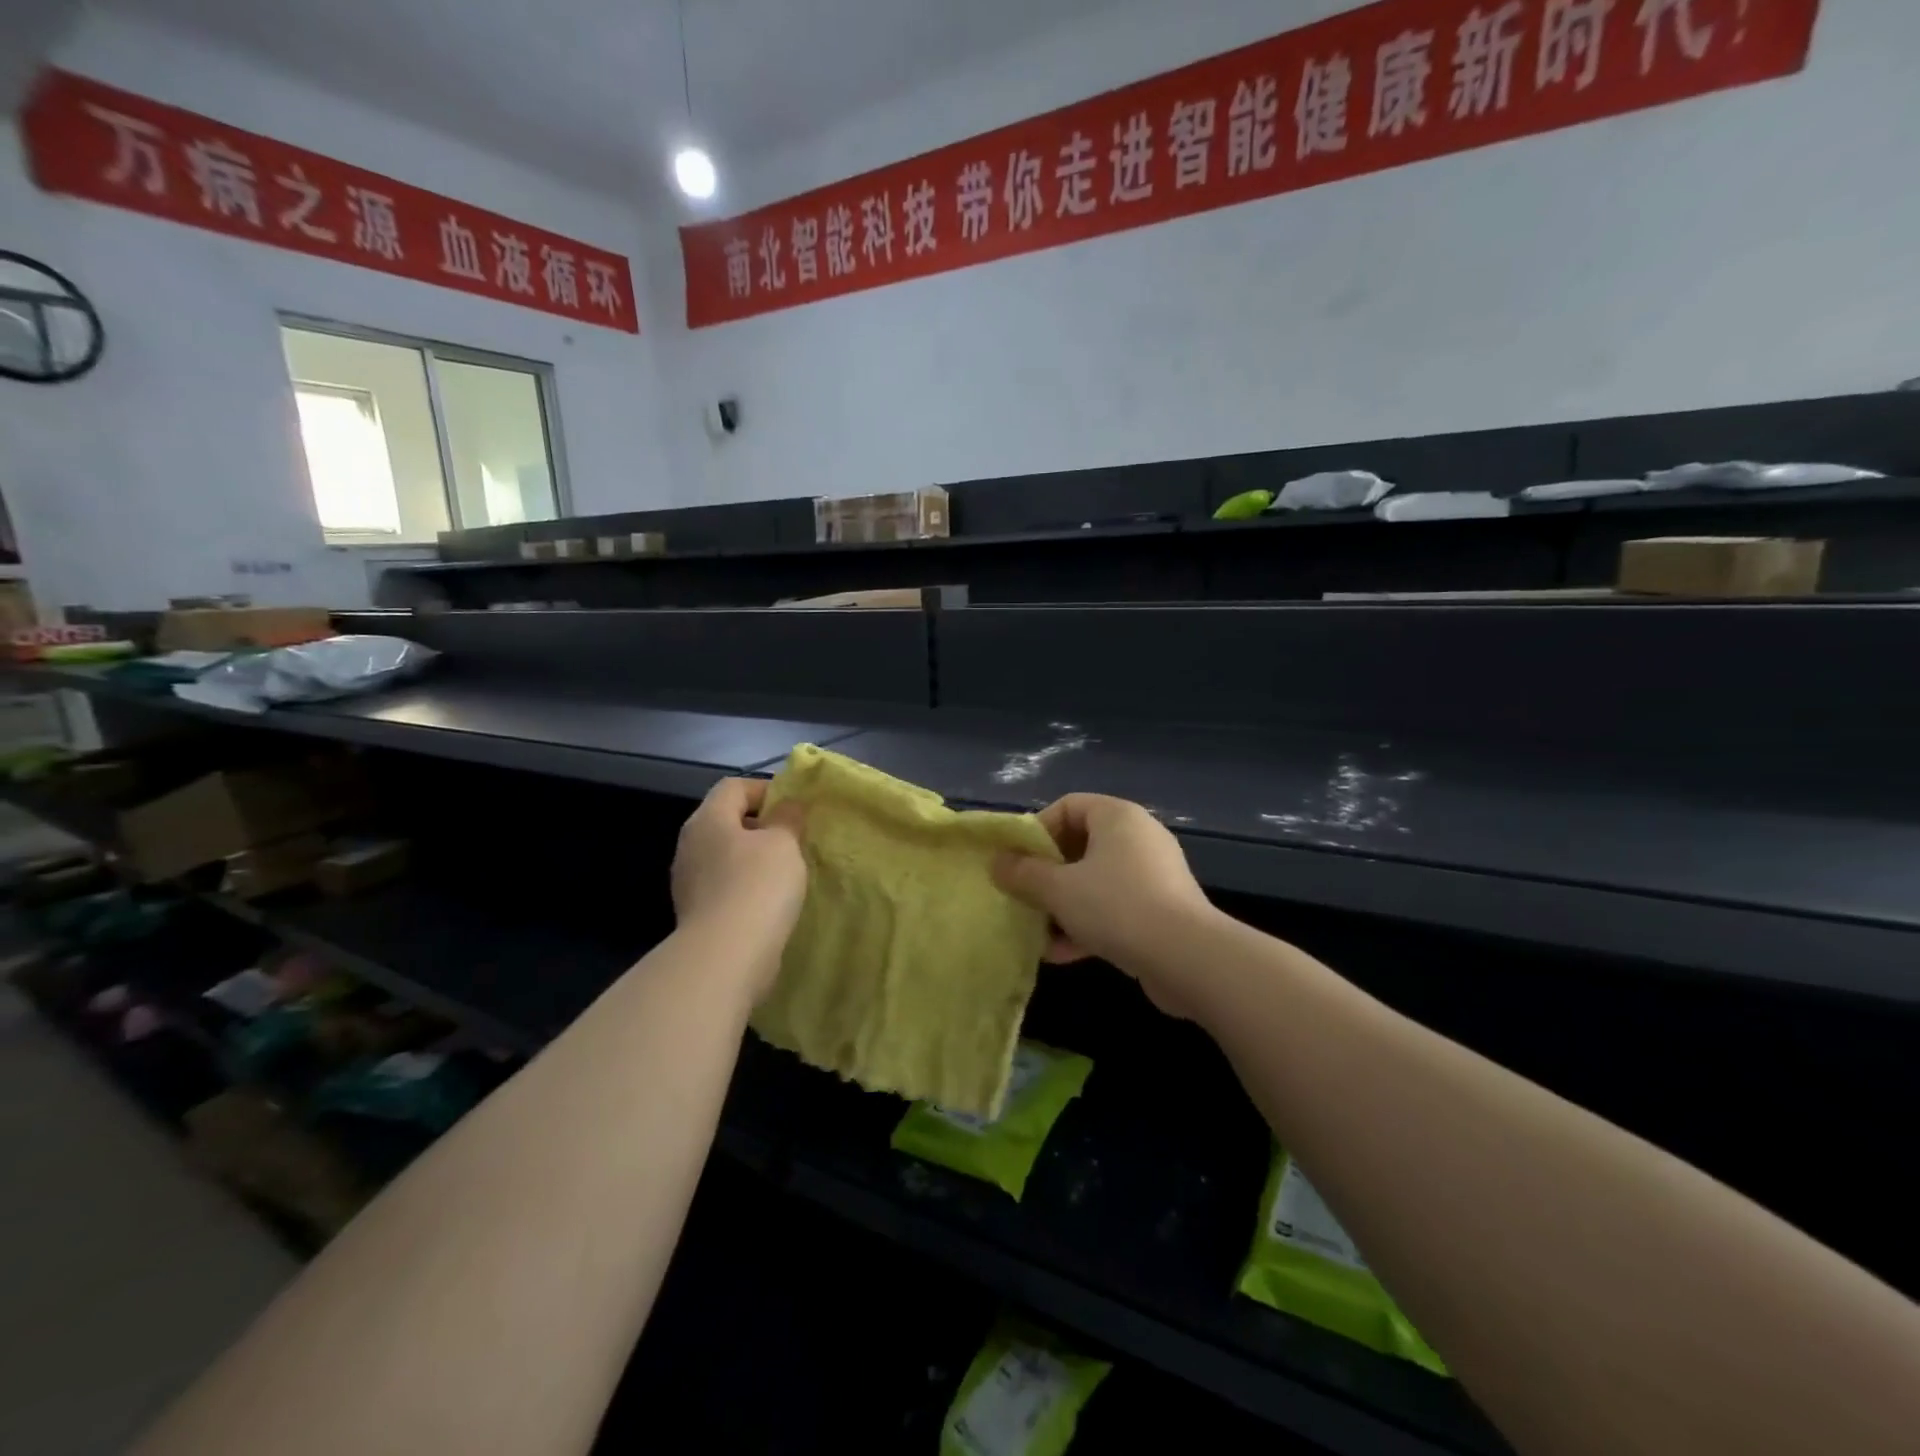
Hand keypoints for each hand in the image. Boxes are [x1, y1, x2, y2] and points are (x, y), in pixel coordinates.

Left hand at [670, 778, 806, 995]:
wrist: (726, 956)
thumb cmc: (757, 885)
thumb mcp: (783, 842)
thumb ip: (787, 818)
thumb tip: (786, 806)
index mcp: (707, 819)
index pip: (733, 786)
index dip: (765, 789)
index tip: (794, 807)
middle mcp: (690, 845)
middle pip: (727, 821)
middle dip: (761, 825)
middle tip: (794, 838)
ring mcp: (689, 882)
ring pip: (726, 856)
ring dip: (754, 859)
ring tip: (787, 871)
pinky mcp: (697, 913)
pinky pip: (725, 887)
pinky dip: (747, 887)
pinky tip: (770, 901)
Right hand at [994, 793, 1218, 1016]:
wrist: (1187, 958)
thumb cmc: (1116, 906)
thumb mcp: (1058, 889)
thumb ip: (1023, 874)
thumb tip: (996, 863)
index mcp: (1117, 817)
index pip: (1068, 806)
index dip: (1038, 830)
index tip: (1017, 861)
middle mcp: (1138, 838)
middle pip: (1080, 845)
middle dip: (1047, 874)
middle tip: (1024, 896)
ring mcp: (1153, 875)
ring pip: (1095, 881)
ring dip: (1063, 905)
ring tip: (1037, 931)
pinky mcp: (1161, 910)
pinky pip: (1115, 908)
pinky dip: (1088, 924)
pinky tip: (1061, 953)